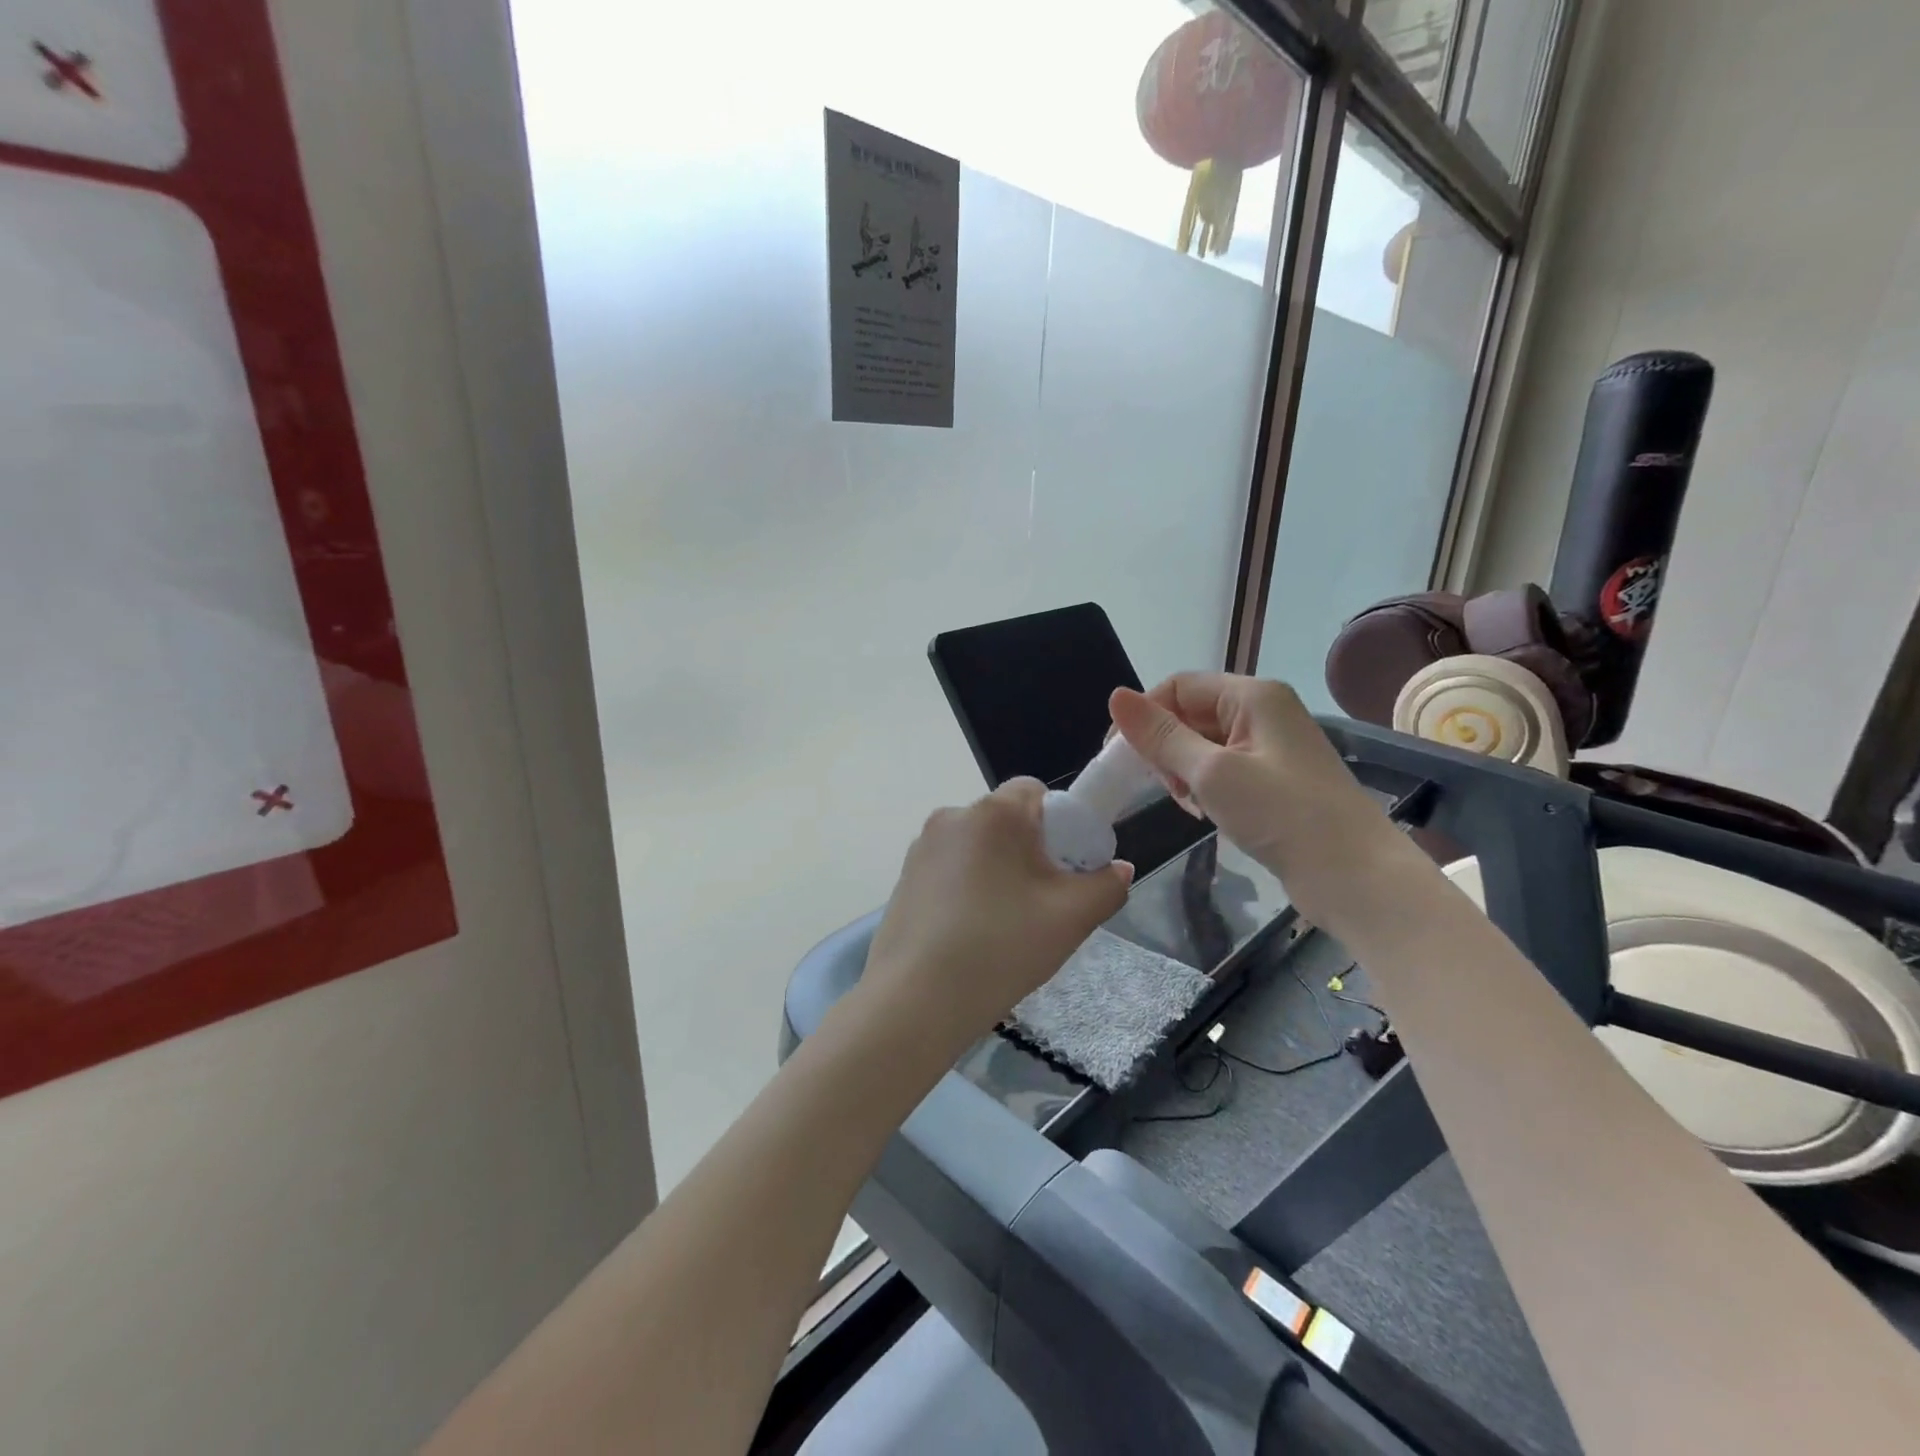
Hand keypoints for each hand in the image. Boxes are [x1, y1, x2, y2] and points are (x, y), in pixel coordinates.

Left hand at [859, 779, 1132, 1051]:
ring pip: (978, 848)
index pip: (1036, 791)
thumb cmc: (1001, 947)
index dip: (1061, 824)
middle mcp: (952, 816)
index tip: (1066, 869)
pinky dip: (967, 890)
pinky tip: (971, 935)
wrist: (916, 1000)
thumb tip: (1117, 870)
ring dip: (998, 872)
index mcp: (993, 812)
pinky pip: (951, 870)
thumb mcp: (1071, 919)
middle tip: (1043, 904)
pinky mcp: (904, 878)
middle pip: (1006, 821)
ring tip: (1005, 927)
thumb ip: (1106, 886)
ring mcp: (921, 847)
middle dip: (1030, 852)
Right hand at [1109, 674, 1397, 923]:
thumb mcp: (1212, 773)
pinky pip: (1220, 768)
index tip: (1117, 758)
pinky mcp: (1272, 779)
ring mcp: (1269, 747)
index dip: (1143, 716)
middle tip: (1159, 787)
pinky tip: (1202, 811)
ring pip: (1201, 743)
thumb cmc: (1283, 815)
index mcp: (1252, 695)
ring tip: (1186, 803)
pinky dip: (1202, 786)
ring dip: (1181, 769)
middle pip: (1189, 713)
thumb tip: (1116, 696)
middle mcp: (1262, 712)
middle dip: (1164, 746)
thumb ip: (1161, 736)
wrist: (1356, 877)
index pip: (1177, 687)